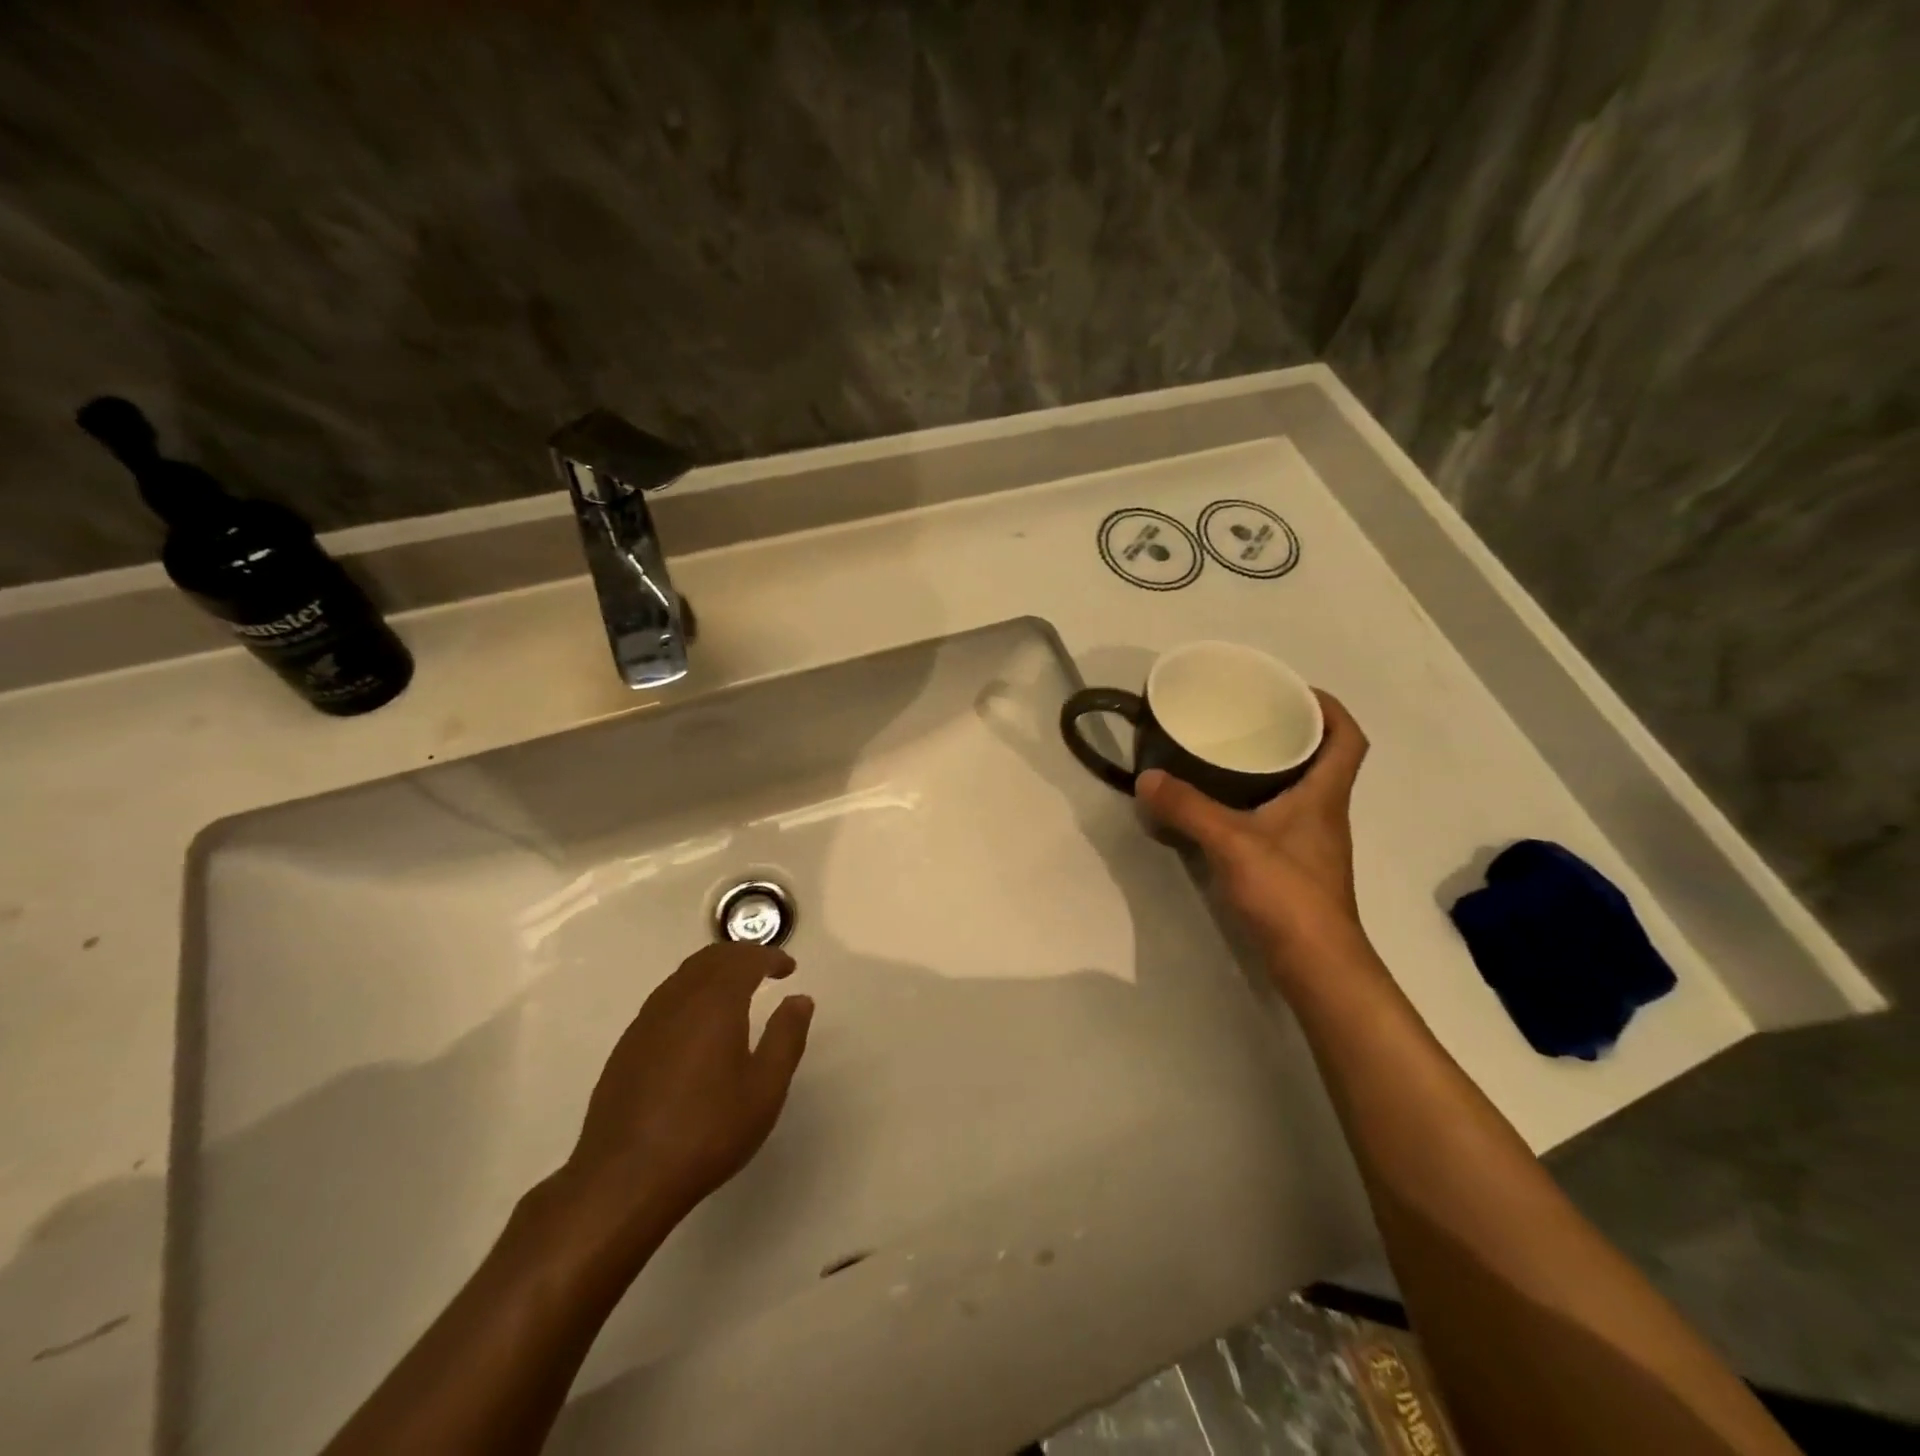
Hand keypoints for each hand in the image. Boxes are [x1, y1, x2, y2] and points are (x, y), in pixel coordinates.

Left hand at [560, 942, 813, 1233]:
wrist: (624, 1179)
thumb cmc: (707, 1131)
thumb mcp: (765, 1088)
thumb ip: (786, 1037)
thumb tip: (799, 999)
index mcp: (715, 1002)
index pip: (745, 959)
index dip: (769, 956)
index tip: (788, 968)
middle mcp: (677, 1000)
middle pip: (710, 958)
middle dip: (741, 956)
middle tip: (765, 969)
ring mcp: (646, 1022)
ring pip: (683, 976)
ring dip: (713, 971)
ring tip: (736, 990)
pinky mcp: (627, 1047)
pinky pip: (665, 999)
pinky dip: (691, 993)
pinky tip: (698, 1024)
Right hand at [1137, 689, 1372, 981]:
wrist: (1315, 964)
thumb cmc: (1287, 893)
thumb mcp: (1231, 843)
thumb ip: (1188, 808)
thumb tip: (1147, 778)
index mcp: (1324, 795)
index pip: (1348, 738)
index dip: (1330, 708)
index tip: (1293, 691)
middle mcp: (1325, 813)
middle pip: (1323, 759)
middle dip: (1292, 732)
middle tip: (1248, 718)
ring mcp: (1312, 843)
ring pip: (1300, 790)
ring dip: (1273, 768)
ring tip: (1229, 755)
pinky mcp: (1295, 867)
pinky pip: (1280, 818)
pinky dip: (1257, 803)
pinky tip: (1223, 809)